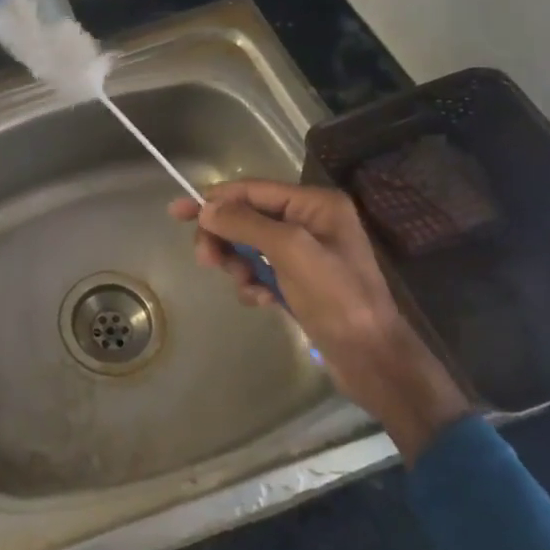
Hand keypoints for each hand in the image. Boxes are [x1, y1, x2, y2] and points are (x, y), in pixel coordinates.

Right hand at [169, 179, 471, 460]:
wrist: (372, 359)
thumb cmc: (337, 299)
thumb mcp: (291, 252)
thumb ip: (246, 224)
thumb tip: (206, 208)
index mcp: (316, 204)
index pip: (252, 190)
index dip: (214, 199)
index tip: (177, 212)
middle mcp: (310, 221)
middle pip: (246, 216)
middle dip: (224, 236)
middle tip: (205, 260)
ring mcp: (305, 252)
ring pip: (248, 245)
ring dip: (238, 264)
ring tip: (245, 286)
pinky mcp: (300, 280)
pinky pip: (260, 270)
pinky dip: (253, 283)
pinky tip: (261, 300)